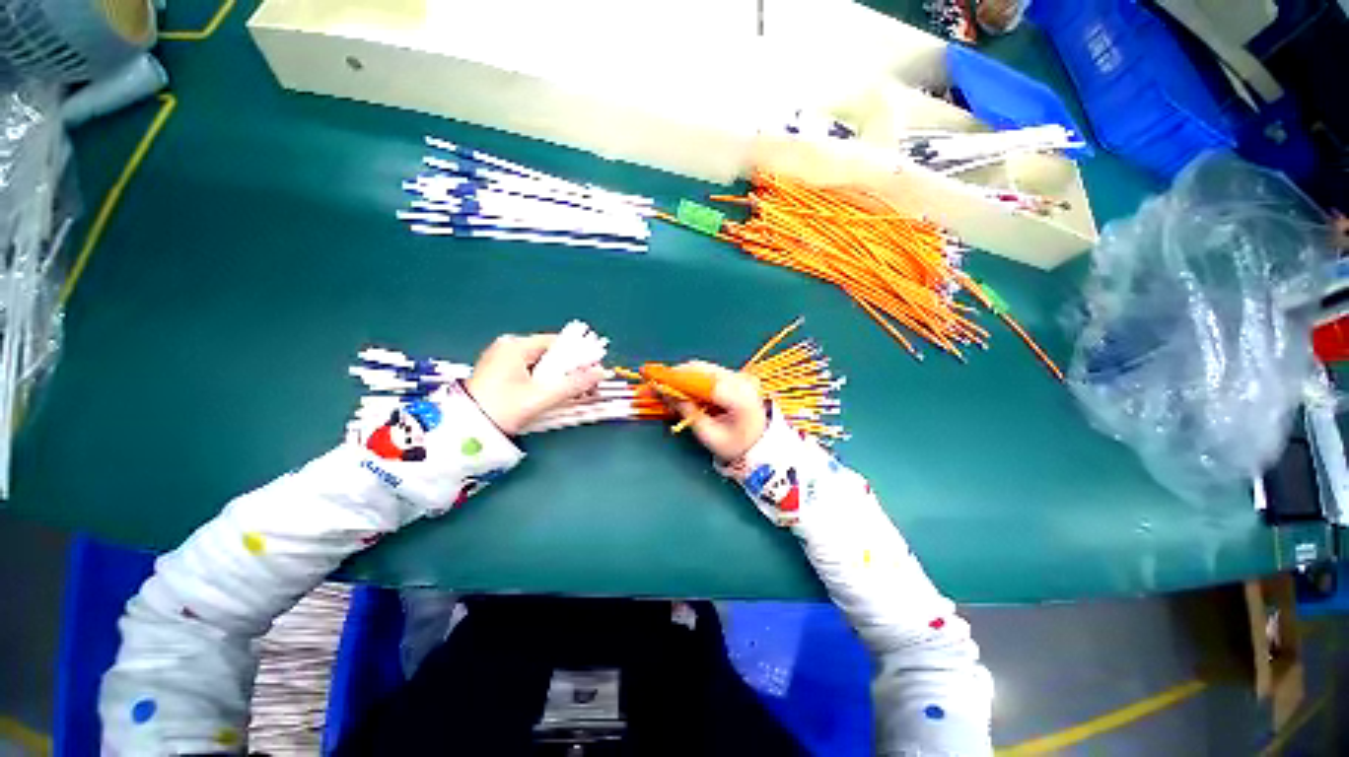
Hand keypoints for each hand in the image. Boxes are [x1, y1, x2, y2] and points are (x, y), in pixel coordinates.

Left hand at [466, 334, 605, 434]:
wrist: (465, 431)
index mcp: (516, 346)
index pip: (556, 342)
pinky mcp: (497, 375)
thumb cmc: (503, 408)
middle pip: (549, 354)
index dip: (578, 355)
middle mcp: (507, 347)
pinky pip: (529, 373)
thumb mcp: (542, 396)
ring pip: (540, 365)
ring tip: (573, 393)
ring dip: (558, 377)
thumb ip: (574, 384)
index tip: (593, 370)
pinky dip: (543, 381)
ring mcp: (500, 361)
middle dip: (569, 369)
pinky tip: (553, 394)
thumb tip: (601, 373)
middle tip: (586, 385)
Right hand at [663, 361, 767, 460]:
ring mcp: (739, 375)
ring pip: (703, 368)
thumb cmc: (736, 446)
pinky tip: (679, 387)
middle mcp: (741, 380)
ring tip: (663, 387)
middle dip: (675, 375)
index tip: (655, 379)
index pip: (703, 381)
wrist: (761, 444)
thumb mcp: (709, 435)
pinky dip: (691, 378)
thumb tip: (664, 393)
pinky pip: (707, 372)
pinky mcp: (734, 376)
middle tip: (653, 384)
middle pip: (702, 369)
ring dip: (682, 375)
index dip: (677, 379)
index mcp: (739, 397)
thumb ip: (688, 412)